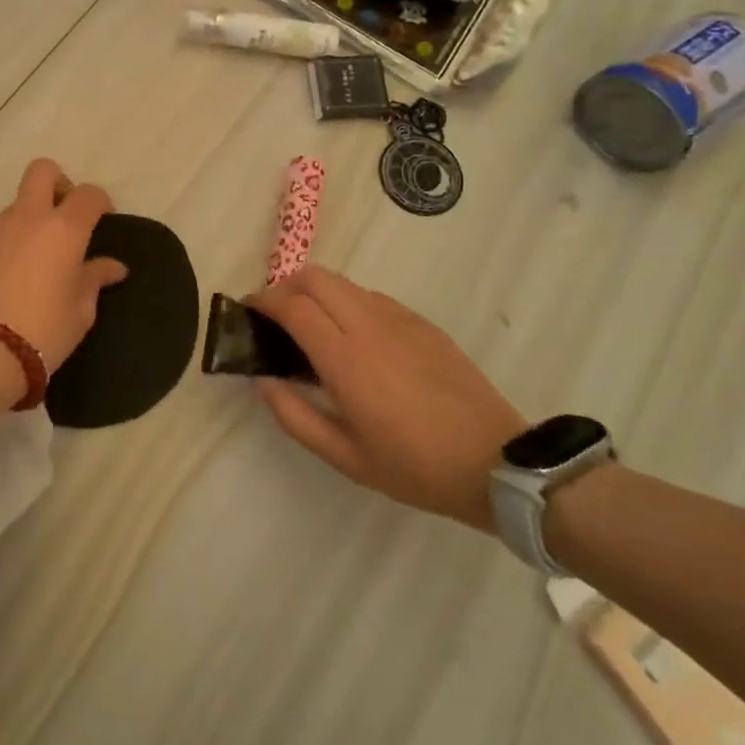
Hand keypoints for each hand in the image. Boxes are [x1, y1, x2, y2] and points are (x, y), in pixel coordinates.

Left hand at [0, 158, 129, 371]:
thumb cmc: (43, 333)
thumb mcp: (80, 311)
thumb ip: (95, 279)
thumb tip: (112, 266)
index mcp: (63, 230)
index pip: (89, 194)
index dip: (100, 202)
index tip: (102, 222)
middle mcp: (27, 218)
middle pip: (42, 171)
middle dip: (57, 184)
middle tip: (63, 218)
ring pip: (15, 207)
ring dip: (27, 222)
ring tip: (30, 263)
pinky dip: (3, 246)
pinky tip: (2, 280)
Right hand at [248, 268, 525, 531]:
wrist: (496, 463)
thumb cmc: (414, 467)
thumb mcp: (345, 457)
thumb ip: (295, 416)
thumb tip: (261, 380)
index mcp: (346, 359)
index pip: (293, 306)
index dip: (263, 301)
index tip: (248, 310)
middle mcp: (369, 326)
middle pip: (315, 277)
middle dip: (286, 286)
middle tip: (276, 315)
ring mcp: (400, 319)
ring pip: (344, 282)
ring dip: (317, 292)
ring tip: (312, 326)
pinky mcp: (422, 323)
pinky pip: (372, 297)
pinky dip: (348, 302)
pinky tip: (354, 338)